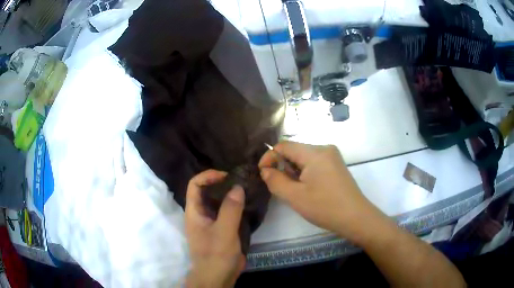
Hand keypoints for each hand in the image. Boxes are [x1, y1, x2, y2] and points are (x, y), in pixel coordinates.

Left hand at [185, 170, 245, 287]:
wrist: (218, 276)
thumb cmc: (216, 254)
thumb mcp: (224, 231)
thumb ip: (230, 209)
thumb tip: (237, 187)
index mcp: (194, 211)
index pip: (195, 185)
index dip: (208, 176)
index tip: (227, 176)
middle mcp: (201, 213)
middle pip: (207, 191)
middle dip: (222, 183)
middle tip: (241, 180)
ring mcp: (212, 221)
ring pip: (218, 201)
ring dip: (230, 194)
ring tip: (247, 188)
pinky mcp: (222, 229)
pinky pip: (227, 212)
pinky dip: (236, 205)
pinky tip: (249, 203)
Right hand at [259, 141, 379, 241]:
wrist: (356, 218)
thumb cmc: (325, 207)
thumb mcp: (294, 196)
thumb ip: (275, 180)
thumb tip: (266, 170)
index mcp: (315, 152)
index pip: (284, 145)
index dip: (269, 157)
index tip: (263, 174)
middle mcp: (325, 149)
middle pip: (295, 150)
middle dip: (282, 165)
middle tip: (279, 185)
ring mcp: (333, 157)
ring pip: (304, 157)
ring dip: (294, 170)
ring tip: (294, 189)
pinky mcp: (336, 165)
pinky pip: (314, 162)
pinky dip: (305, 172)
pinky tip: (307, 188)